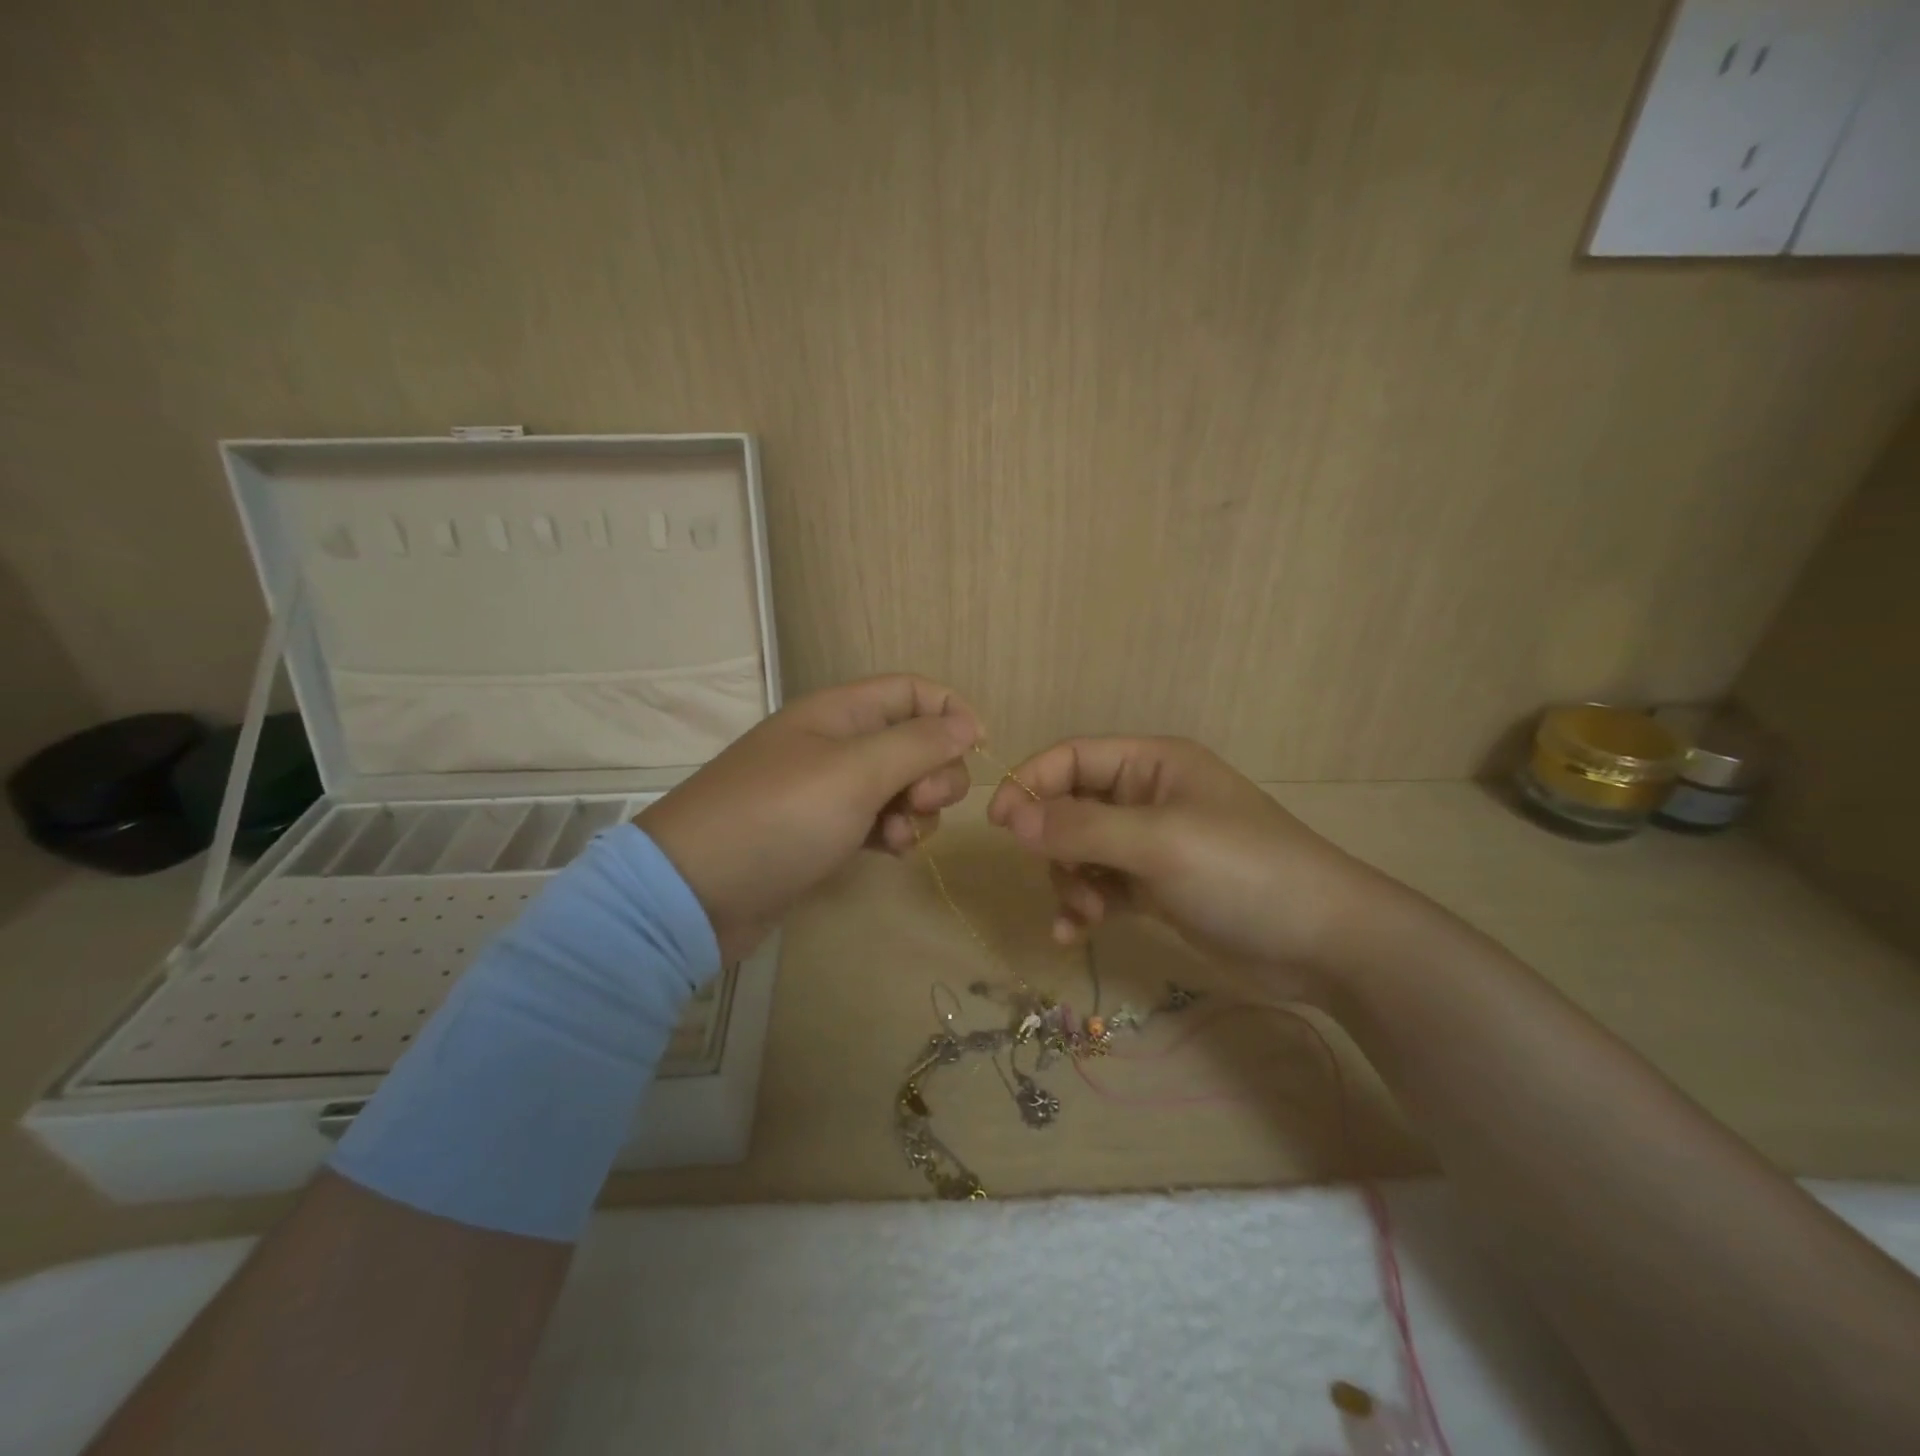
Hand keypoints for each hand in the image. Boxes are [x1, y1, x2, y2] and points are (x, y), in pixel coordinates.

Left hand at [638, 675, 979, 960]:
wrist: (696, 893)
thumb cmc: (779, 818)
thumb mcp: (855, 773)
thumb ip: (917, 744)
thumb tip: (968, 723)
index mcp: (839, 712)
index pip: (912, 690)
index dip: (950, 712)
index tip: (977, 750)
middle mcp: (836, 743)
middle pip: (913, 740)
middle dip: (934, 772)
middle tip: (923, 804)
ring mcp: (828, 790)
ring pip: (900, 786)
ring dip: (915, 810)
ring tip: (897, 838)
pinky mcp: (823, 832)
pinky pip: (878, 821)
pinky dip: (892, 834)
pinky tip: (888, 854)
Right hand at [984, 736, 1405, 979]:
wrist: (1325, 943)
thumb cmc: (1242, 872)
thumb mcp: (1157, 842)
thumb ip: (1079, 827)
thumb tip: (1008, 816)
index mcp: (1152, 764)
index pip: (1072, 757)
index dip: (1030, 783)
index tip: (998, 824)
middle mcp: (1148, 796)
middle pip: (1071, 807)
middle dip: (1055, 846)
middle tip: (1064, 883)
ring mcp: (1153, 844)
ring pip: (1081, 852)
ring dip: (1070, 881)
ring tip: (1085, 915)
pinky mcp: (1158, 887)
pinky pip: (1102, 886)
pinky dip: (1085, 906)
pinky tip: (1077, 934)